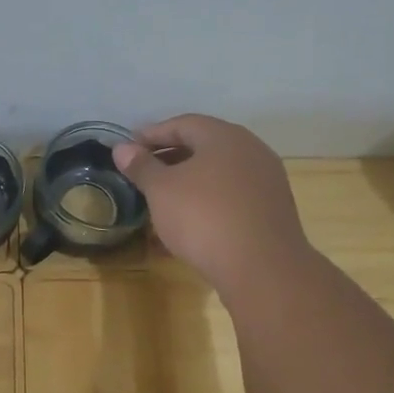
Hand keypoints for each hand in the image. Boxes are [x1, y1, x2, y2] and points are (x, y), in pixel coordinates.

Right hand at [113, 115, 313, 298]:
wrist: (262, 268)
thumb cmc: (204, 218)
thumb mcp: (161, 190)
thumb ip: (141, 166)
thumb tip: (122, 148)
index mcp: (224, 136)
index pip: (183, 124)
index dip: (152, 134)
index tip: (129, 148)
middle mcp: (250, 150)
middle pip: (203, 146)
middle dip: (170, 157)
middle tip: (143, 171)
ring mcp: (266, 181)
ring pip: (218, 173)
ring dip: (189, 182)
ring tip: (162, 199)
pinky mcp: (271, 210)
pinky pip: (231, 197)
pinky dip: (207, 202)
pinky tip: (190, 223)